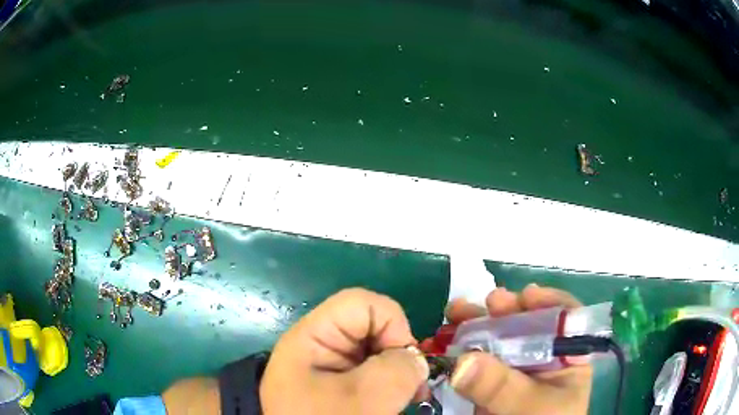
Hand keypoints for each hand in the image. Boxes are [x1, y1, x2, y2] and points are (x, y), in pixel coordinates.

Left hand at [260, 288, 428, 414]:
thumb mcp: (363, 399)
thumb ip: (397, 370)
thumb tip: (415, 360)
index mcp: (314, 336)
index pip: (362, 303)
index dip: (392, 324)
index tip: (402, 362)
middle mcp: (321, 344)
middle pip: (373, 327)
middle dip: (399, 354)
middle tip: (412, 388)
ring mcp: (330, 364)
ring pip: (377, 352)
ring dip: (398, 374)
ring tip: (408, 398)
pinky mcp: (339, 382)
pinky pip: (372, 372)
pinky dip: (390, 385)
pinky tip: (395, 403)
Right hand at [446, 284, 591, 414]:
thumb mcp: (530, 406)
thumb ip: (502, 386)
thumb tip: (462, 360)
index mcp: (565, 358)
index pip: (564, 321)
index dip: (547, 303)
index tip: (525, 296)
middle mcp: (539, 359)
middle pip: (525, 325)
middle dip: (504, 310)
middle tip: (486, 302)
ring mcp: (511, 371)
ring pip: (495, 340)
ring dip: (473, 325)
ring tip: (455, 312)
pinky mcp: (488, 383)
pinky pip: (472, 361)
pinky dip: (455, 350)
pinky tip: (440, 340)